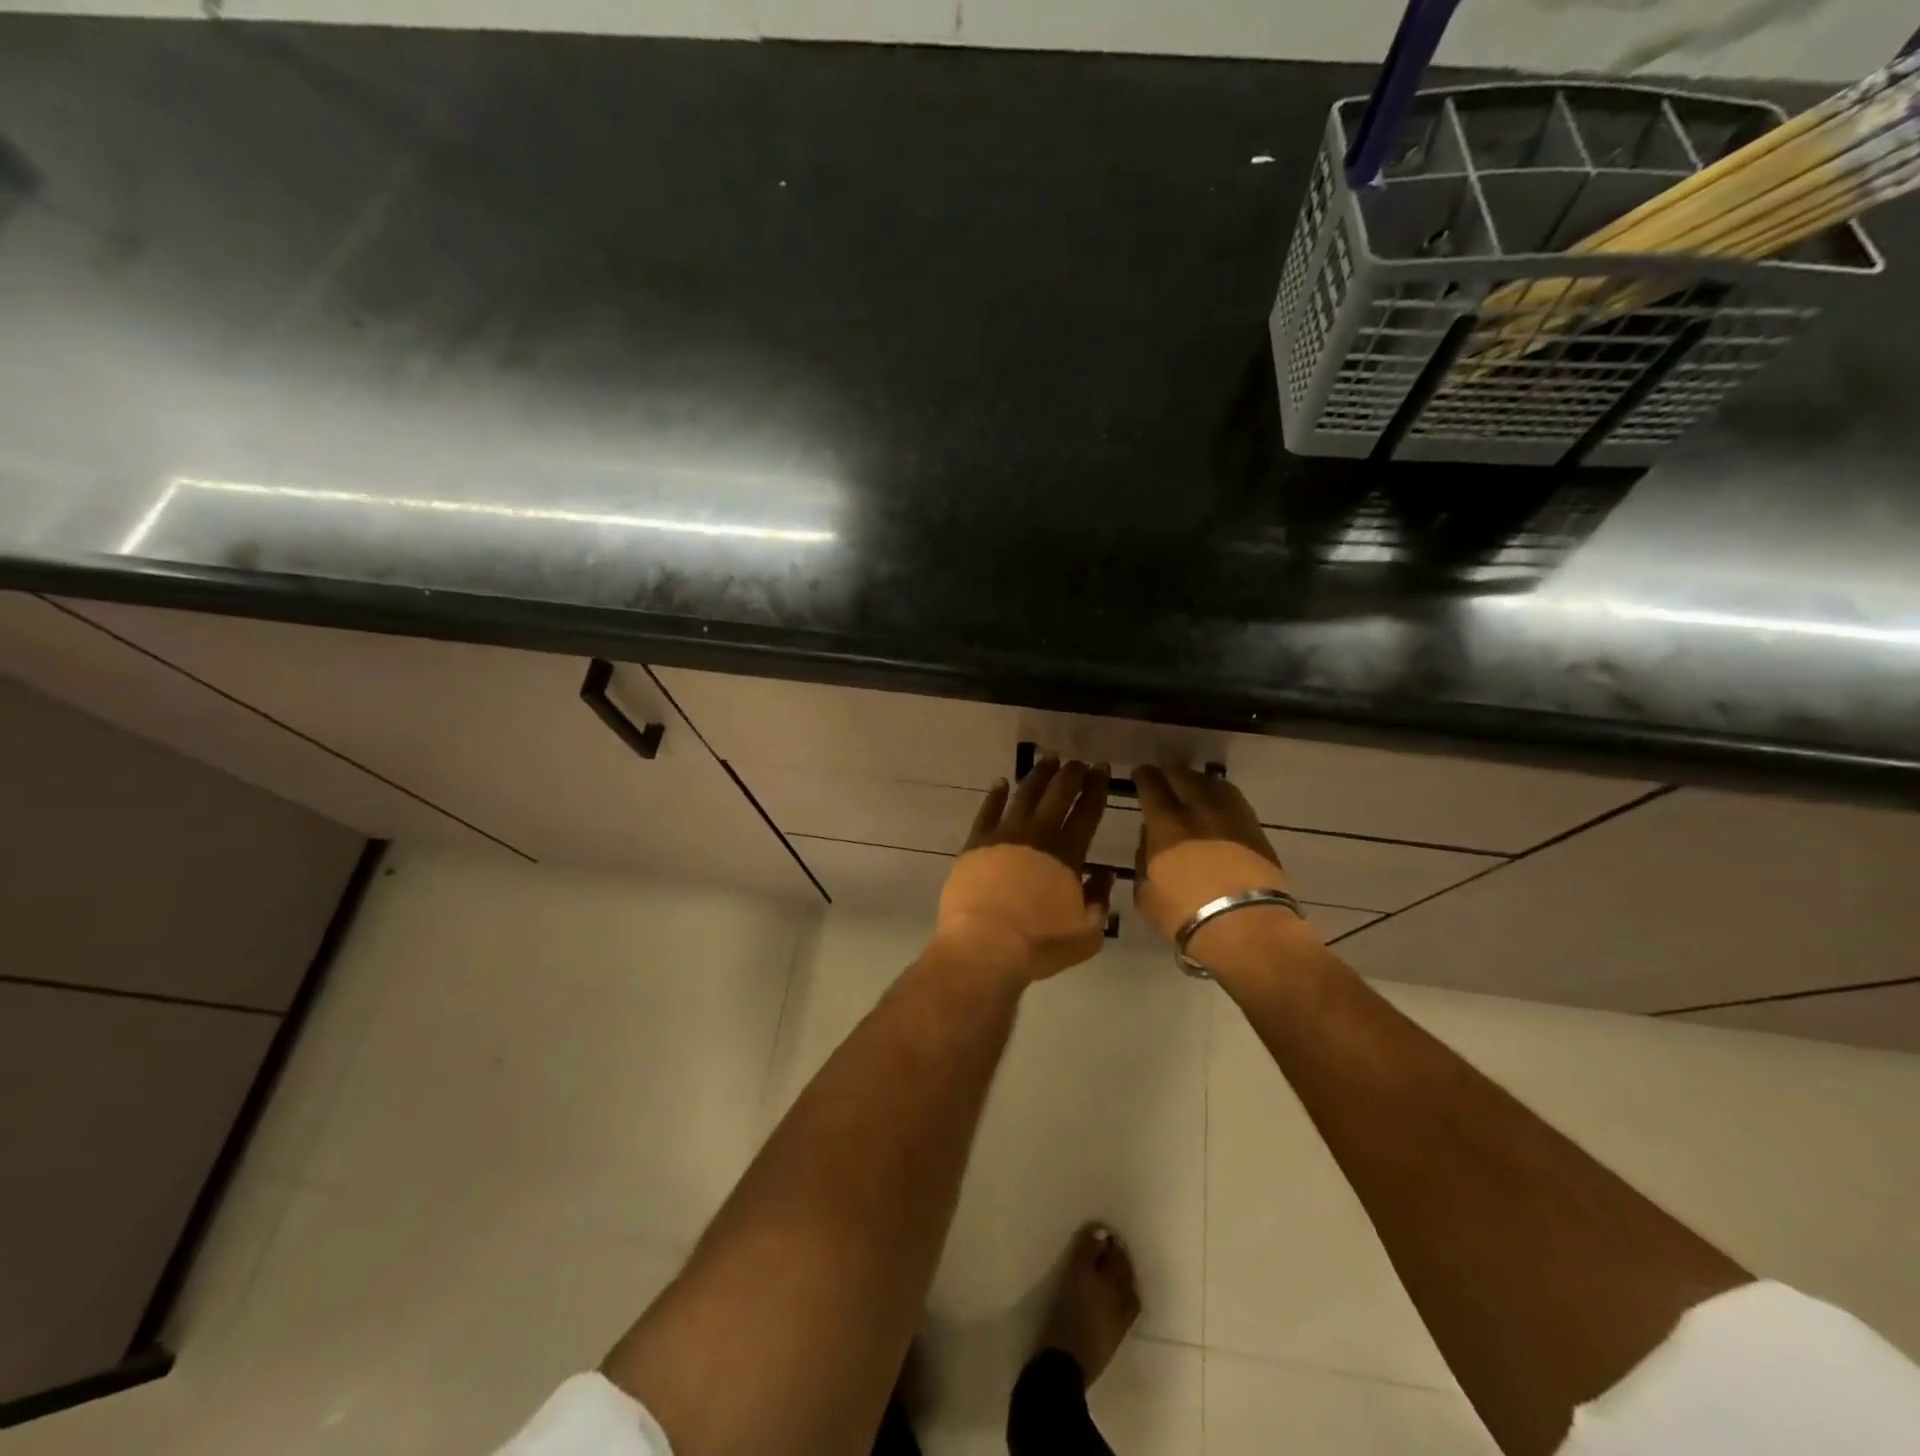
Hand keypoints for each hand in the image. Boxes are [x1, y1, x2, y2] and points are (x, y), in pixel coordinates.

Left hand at [935, 757, 1115, 982]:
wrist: (985, 945)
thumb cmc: (1039, 944)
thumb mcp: (1087, 933)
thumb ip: (1099, 900)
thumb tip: (1104, 875)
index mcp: (1068, 853)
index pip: (1087, 811)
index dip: (1096, 788)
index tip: (1102, 769)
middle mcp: (1038, 835)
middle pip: (1058, 794)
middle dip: (1071, 774)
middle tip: (1078, 762)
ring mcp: (1004, 835)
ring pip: (1025, 795)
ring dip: (1038, 775)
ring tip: (1047, 760)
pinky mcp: (976, 843)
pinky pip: (988, 810)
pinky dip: (996, 794)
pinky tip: (1001, 783)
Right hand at [1132, 766, 1318, 976]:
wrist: (1246, 927)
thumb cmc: (1185, 915)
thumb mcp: (1146, 894)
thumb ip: (1142, 860)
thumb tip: (1148, 840)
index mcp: (1166, 826)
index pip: (1151, 788)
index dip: (1144, 777)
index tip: (1140, 773)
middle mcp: (1198, 812)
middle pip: (1183, 777)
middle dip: (1170, 774)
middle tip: (1164, 776)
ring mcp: (1230, 818)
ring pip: (1212, 784)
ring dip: (1197, 780)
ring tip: (1191, 785)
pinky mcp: (1255, 830)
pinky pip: (1234, 800)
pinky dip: (1221, 795)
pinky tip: (1217, 802)